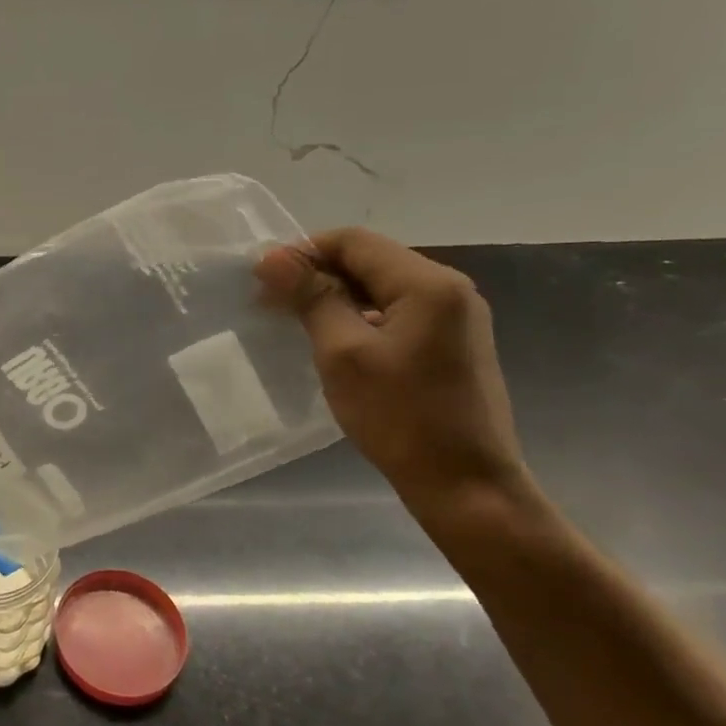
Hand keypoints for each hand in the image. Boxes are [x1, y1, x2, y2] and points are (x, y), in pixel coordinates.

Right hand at [257, 227, 532, 517]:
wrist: (465, 484)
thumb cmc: (400, 416)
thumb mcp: (343, 353)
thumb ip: (311, 298)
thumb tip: (273, 257)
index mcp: (428, 284)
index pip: (355, 241)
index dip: (303, 251)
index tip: (261, 278)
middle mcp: (449, 289)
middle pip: (370, 260)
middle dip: (317, 273)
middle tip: (269, 301)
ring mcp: (455, 318)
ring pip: (382, 287)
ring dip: (335, 296)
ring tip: (293, 321)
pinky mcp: (451, 344)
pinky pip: (397, 312)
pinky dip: (359, 316)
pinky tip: (332, 341)